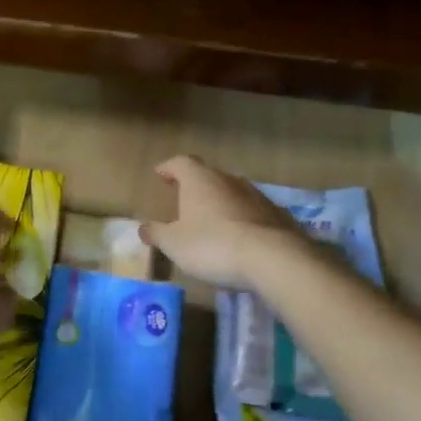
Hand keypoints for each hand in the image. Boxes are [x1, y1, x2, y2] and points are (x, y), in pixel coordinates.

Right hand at [139, 155, 308, 288]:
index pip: (181, 162)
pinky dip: (243, 219)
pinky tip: (240, 237)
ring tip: (212, 220)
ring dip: (221, 202)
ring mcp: (256, 195)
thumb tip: (143, 227)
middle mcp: (228, 179)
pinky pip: (253, 211)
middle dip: (195, 185)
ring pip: (232, 192)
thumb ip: (157, 233)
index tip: (160, 174)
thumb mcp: (175, 244)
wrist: (273, 258)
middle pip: (208, 175)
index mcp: (199, 180)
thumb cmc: (213, 245)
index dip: (169, 168)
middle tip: (184, 198)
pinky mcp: (277, 214)